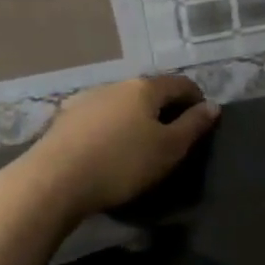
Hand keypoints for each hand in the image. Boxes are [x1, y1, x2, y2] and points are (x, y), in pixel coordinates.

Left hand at [17, 75, 218, 220]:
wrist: (52, 181)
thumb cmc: (121, 163)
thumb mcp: (168, 149)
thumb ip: (193, 126)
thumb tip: (212, 106)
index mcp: (144, 88)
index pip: (180, 83)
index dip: (196, 98)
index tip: (202, 118)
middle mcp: (115, 85)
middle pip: (149, 91)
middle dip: (164, 108)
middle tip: (173, 135)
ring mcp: (86, 100)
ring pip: (121, 104)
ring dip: (134, 118)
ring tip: (139, 143)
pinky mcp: (63, 120)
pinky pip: (98, 118)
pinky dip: (111, 128)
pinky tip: (107, 149)